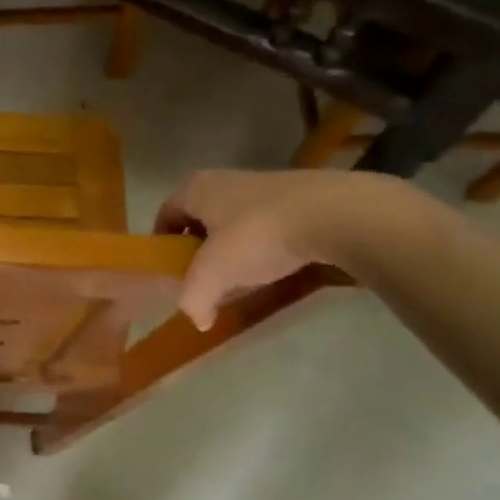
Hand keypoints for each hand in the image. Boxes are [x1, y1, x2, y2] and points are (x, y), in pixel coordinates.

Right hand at [154, 168, 402, 328]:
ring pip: (233, 223)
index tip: (172, 272)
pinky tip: (275, 267)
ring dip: (232, 251)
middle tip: (206, 280)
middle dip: (199, 251)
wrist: (335, 214)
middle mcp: (223, 180)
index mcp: (195, 188)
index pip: (165, 215)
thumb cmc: (258, 235)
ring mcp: (262, 186)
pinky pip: (265, 225)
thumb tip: (197, 319)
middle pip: (199, 220)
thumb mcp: (214, 273)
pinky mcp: (296, 197)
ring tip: (243, 279)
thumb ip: (194, 298)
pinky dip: (263, 247)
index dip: (163, 245)